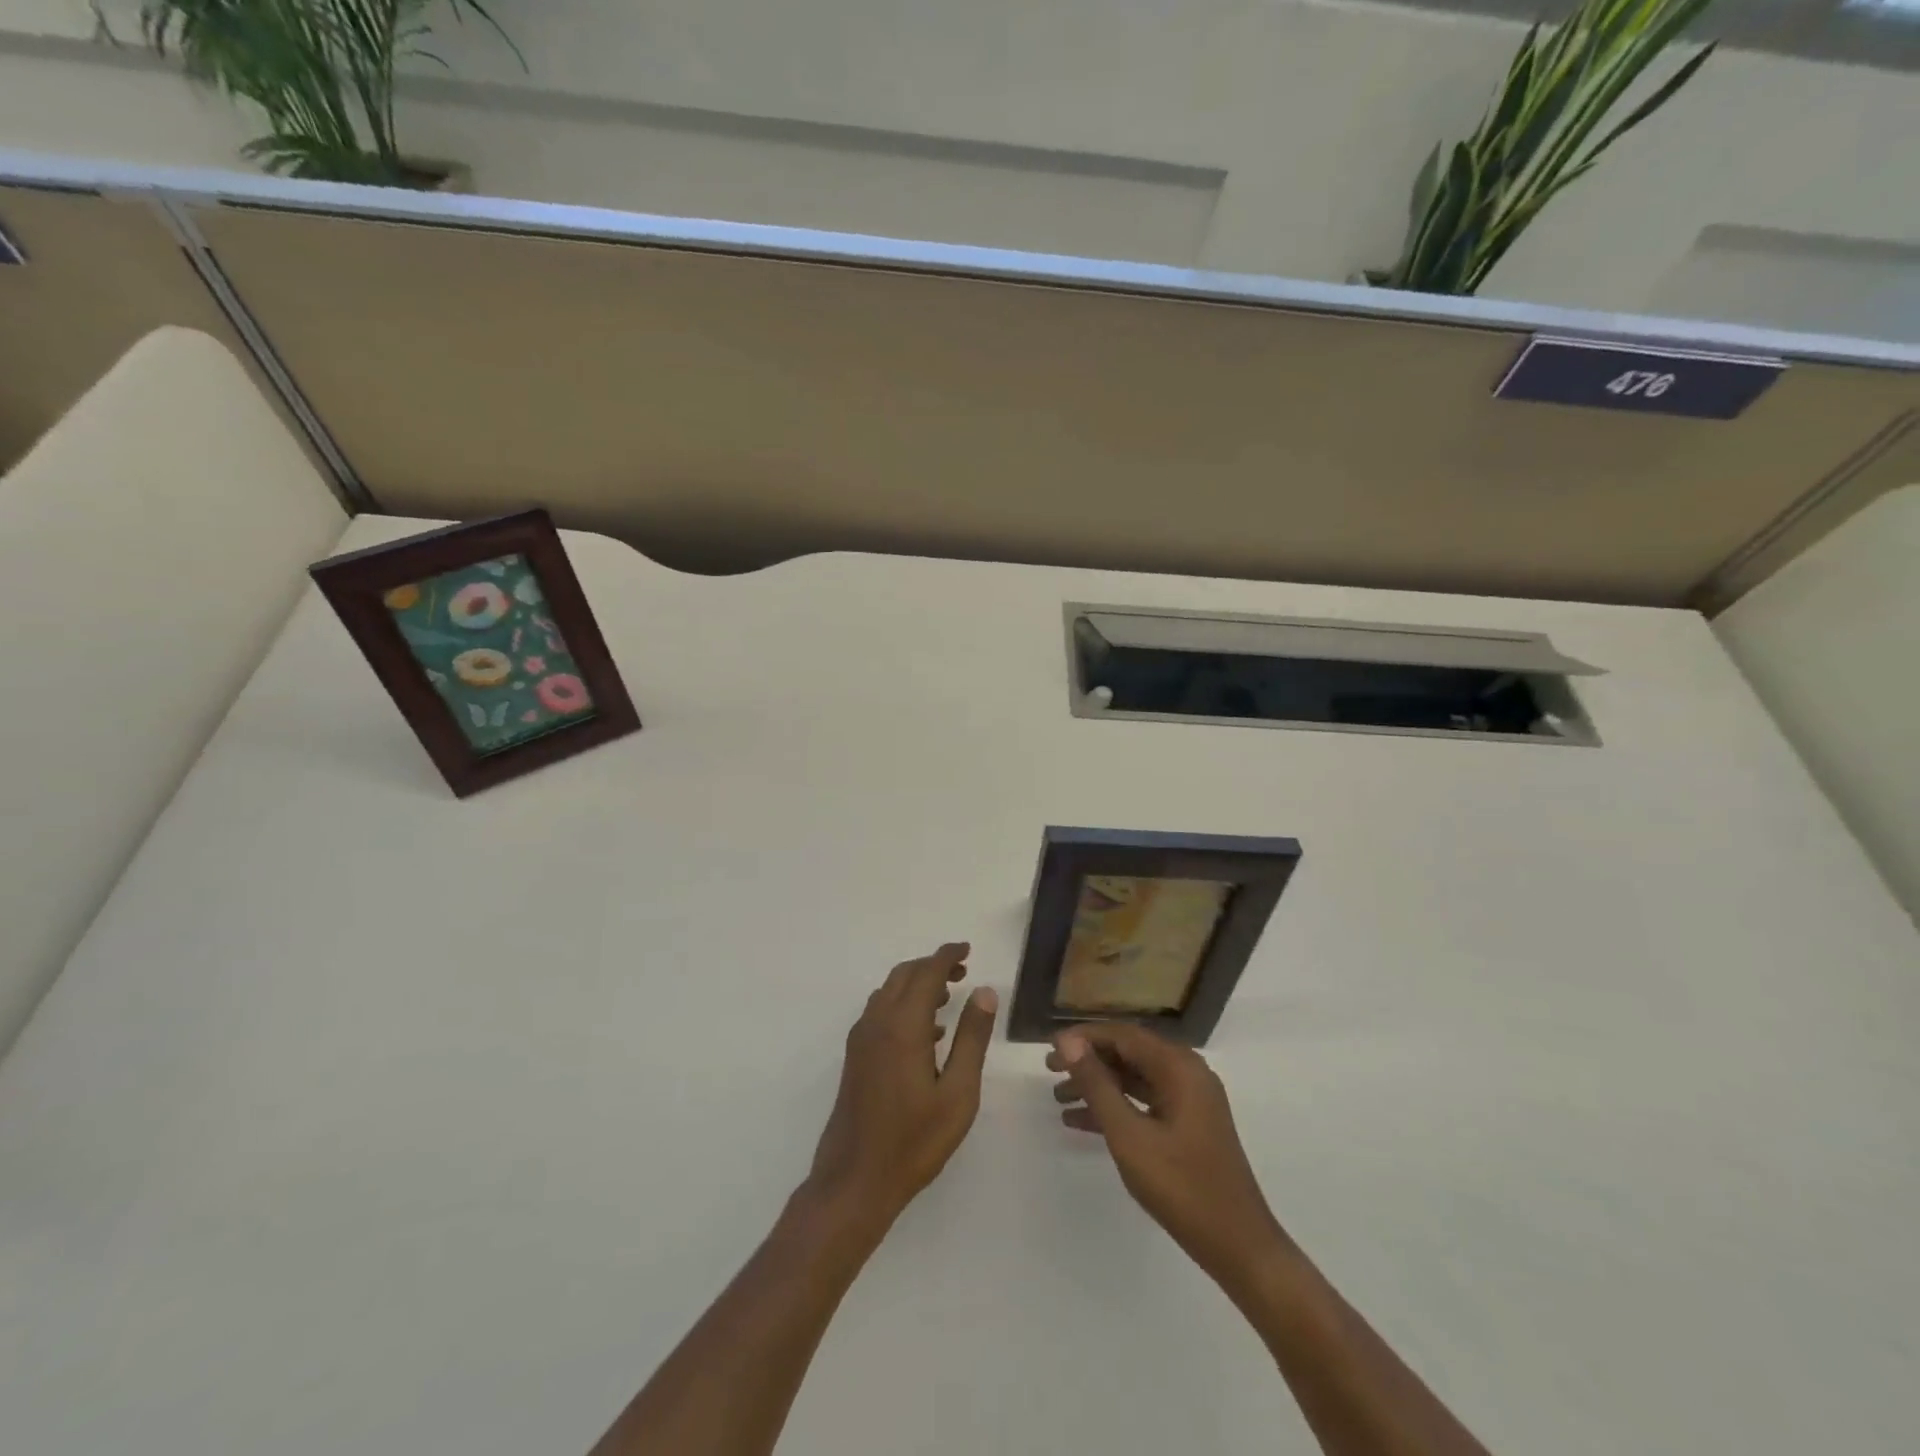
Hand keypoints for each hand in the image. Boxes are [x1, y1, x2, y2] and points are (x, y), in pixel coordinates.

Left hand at [807, 942, 997, 1231]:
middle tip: (962, 970)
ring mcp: (861, 1040)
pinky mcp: (855, 1058)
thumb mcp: (958, 1093)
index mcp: (903, 1026)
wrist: (854, 1182)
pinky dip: (903, 1006)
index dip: (947, 956)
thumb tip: (983, 991)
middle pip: (904, 976)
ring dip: (916, 985)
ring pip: (888, 993)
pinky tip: (927, 1034)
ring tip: (948, 997)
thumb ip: (972, 1038)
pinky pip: (880, 1013)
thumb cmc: (914, 1141)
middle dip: (932, 966)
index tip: (967, 949)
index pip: (926, 973)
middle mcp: (877, 1023)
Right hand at [1051, 1023, 1283, 1283]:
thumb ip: (1098, 1085)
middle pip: (1129, 1053)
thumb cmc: (1182, 1188)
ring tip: (1059, 1097)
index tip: (1050, 1048)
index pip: (1123, 1036)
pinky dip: (1116, 1108)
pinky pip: (1144, 1102)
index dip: (1084, 1038)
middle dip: (1088, 1060)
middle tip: (1049, 1070)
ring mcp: (1190, 1100)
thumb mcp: (1130, 1136)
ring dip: (1098, 1085)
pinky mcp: (1188, 1125)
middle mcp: (1187, 1074)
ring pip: (1134, 1079)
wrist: (1240, 1248)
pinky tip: (1080, 1122)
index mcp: (1179, 1068)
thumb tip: (1068, 1042)